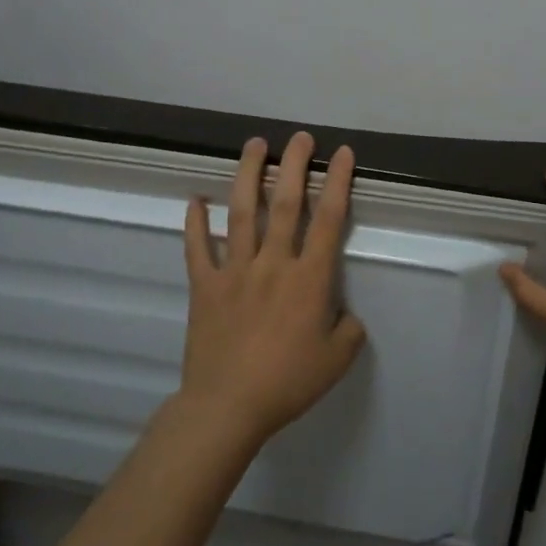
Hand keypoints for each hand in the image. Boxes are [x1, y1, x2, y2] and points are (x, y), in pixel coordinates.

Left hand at [179, 131, 367, 449]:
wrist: (227, 407)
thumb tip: (346, 315)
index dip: (338, 182)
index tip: (343, 153)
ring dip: (248, 175)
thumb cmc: (286, 383)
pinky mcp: (204, 285)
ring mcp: (234, 270)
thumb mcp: (336, 361)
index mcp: (309, 278)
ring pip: (242, 212)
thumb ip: (349, 330)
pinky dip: (195, 222)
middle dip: (294, 165)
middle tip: (300, 137)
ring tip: (255, 145)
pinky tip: (195, 200)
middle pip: (285, 203)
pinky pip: (198, 247)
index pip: (329, 219)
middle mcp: (273, 263)